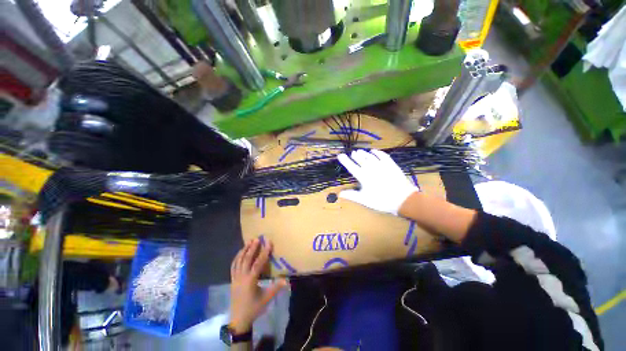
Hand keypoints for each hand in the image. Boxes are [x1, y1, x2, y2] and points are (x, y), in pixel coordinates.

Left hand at [229, 239, 287, 333]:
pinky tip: (240, 253)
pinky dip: (237, 258)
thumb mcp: (266, 298)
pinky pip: (233, 266)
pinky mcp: (232, 280)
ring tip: (248, 242)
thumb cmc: (254, 308)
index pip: (258, 263)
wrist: (239, 320)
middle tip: (256, 238)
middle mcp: (242, 277)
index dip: (264, 252)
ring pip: (238, 261)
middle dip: (252, 248)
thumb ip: (276, 288)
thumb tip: (286, 279)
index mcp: (250, 280)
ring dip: (243, 251)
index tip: (268, 242)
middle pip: (246, 259)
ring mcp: (235, 278)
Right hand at [337, 149, 418, 214]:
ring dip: (364, 153)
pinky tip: (374, 151)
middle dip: (355, 155)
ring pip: (370, 156)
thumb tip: (339, 193)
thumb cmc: (381, 201)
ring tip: (360, 151)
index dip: (345, 161)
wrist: (403, 199)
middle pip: (361, 159)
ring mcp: (381, 165)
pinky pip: (382, 155)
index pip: (351, 166)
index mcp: (363, 177)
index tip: (340, 155)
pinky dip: (377, 152)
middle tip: (352, 153)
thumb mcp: (365, 200)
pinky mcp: (391, 164)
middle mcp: (371, 168)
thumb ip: (352, 195)